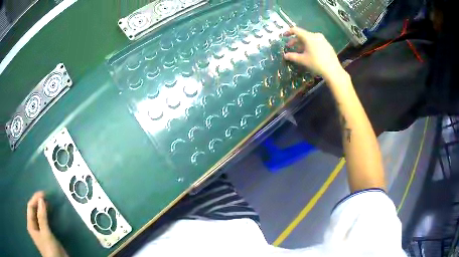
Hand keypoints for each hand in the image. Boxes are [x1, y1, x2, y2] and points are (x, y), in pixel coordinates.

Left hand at [27, 191, 67, 256]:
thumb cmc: (49, 249)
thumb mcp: (45, 233)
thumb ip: (42, 217)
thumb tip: (41, 199)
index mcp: (30, 225)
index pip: (30, 207)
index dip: (35, 199)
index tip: (44, 194)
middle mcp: (34, 226)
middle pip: (34, 211)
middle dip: (39, 203)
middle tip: (48, 197)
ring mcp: (41, 231)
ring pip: (40, 216)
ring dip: (44, 209)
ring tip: (50, 203)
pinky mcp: (48, 236)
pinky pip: (46, 222)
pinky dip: (48, 216)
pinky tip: (52, 213)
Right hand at [283, 27, 343, 78]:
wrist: (333, 70)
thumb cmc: (316, 63)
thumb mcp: (303, 60)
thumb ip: (292, 56)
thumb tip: (285, 55)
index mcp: (308, 37)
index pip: (296, 30)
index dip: (288, 32)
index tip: (284, 36)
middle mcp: (315, 35)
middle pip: (303, 35)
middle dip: (295, 41)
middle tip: (290, 47)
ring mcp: (323, 40)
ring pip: (309, 39)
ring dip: (303, 44)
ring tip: (300, 52)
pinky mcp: (327, 45)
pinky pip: (316, 42)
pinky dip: (310, 45)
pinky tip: (310, 53)